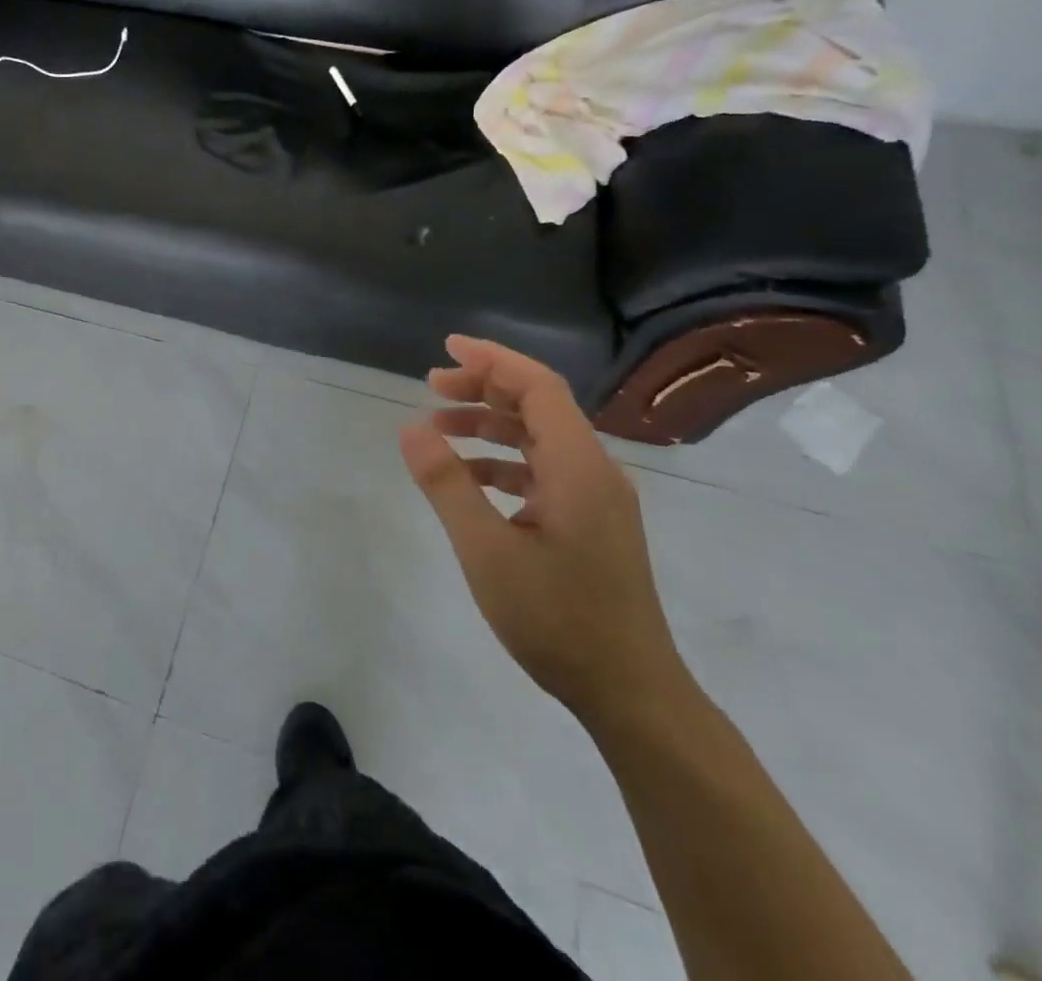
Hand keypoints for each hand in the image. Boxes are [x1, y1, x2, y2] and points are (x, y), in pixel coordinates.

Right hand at [398, 337, 691, 732]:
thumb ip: (446, 484)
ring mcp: (597, 498)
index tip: (446, 349)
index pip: (537, 387)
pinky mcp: (592, 522)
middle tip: (431, 386)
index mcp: (578, 466)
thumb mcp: (486, 550)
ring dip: (490, 425)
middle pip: (538, 405)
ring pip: (539, 438)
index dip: (492, 360)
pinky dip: (504, 461)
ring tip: (438, 429)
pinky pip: (544, 470)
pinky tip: (470, 480)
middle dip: (484, 388)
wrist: (631, 693)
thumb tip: (411, 427)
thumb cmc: (557, 618)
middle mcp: (594, 470)